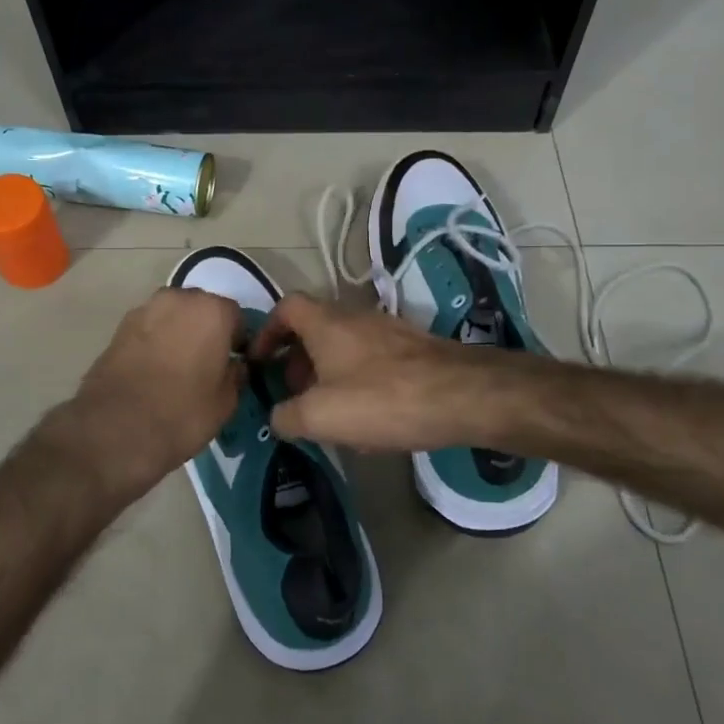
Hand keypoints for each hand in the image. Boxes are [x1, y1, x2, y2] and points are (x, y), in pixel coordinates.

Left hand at [60, 287, 245, 499]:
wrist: (116, 427)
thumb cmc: (182, 412)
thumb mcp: (225, 402)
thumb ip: (235, 375)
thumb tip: (234, 366)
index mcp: (212, 311)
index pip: (235, 316)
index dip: (237, 340)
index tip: (233, 362)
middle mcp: (178, 300)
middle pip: (201, 309)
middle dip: (206, 330)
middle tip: (205, 363)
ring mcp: (144, 310)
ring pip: (172, 316)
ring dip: (178, 333)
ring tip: (177, 368)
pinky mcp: (118, 328)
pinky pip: (148, 329)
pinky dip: (154, 343)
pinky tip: (153, 371)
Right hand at [249, 293, 505, 452]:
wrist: (464, 396)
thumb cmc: (383, 399)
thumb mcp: (320, 416)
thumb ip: (286, 416)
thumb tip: (278, 416)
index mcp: (327, 323)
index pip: (286, 307)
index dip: (267, 330)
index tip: (259, 361)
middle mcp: (355, 317)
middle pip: (314, 327)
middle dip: (296, 358)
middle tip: (294, 393)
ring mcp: (388, 330)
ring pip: (344, 344)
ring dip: (327, 371)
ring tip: (328, 409)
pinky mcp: (413, 349)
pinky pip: (371, 358)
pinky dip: (357, 378)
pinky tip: (368, 415)